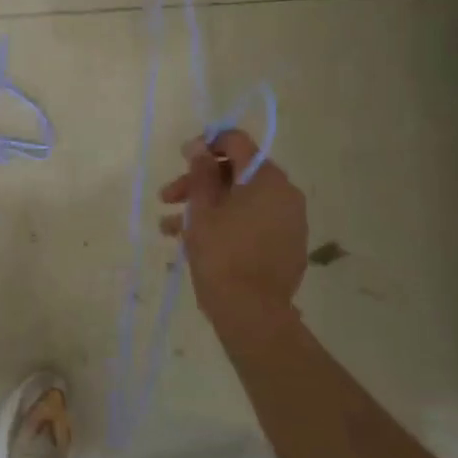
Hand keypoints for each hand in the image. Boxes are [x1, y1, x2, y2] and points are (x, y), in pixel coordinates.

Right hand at [159, 129, 306, 325]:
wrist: (252, 315)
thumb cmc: (222, 254)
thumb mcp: (202, 209)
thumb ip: (201, 172)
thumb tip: (199, 146)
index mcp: (267, 179)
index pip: (237, 142)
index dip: (206, 144)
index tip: (183, 159)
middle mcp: (285, 194)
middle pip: (236, 173)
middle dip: (199, 182)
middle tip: (167, 197)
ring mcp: (289, 222)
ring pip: (241, 201)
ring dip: (205, 207)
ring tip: (169, 228)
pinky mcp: (287, 246)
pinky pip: (252, 222)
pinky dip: (226, 224)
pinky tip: (193, 242)